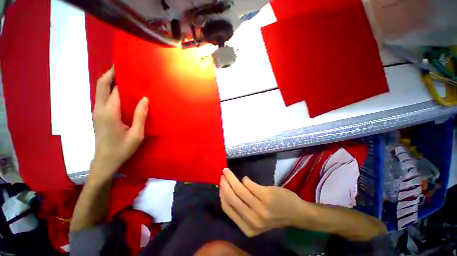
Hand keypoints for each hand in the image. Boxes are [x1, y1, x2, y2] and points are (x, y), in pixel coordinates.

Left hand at [91, 67, 148, 180]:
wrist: (105, 160)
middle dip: (110, 73)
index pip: (114, 89)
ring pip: (100, 90)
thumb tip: (144, 98)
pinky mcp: (98, 115)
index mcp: (109, 113)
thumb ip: (140, 116)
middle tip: (122, 66)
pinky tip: (120, 91)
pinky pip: (102, 97)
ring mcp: (97, 112)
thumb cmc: (122, 148)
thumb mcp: (137, 134)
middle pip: (101, 85)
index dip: (120, 78)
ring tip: (123, 76)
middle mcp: (100, 109)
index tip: (129, 69)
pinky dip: (109, 90)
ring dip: (109, 81)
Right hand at [219, 168, 310, 236]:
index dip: (222, 194)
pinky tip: (245, 178)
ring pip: (240, 189)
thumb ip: (241, 209)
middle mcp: (252, 220)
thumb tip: (226, 191)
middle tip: (223, 174)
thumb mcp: (254, 219)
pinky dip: (245, 180)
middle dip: (225, 183)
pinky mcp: (266, 197)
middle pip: (232, 198)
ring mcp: (260, 208)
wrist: (295, 213)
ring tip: (228, 171)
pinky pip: (249, 184)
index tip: (220, 184)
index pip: (228, 208)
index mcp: (247, 228)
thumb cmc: (273, 215)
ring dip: (232, 178)